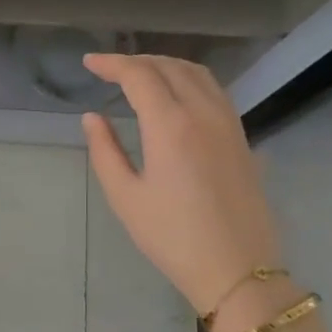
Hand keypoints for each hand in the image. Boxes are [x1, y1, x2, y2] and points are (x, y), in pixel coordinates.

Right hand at [81, 54, 283, 318]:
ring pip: (197, 73)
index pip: (139, 75)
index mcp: (170, 125)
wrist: (238, 270)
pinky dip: (189, 79)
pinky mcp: (242, 138)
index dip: (111, 64)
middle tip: (108, 69)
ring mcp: (228, 124)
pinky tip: (176, 95)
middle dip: (136, 61)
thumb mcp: (125, 197)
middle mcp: (203, 113)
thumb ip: (105, 151)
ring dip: (165, 65)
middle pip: (169, 67)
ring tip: (140, 74)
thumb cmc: (172, 237)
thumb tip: (92, 117)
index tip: (89, 64)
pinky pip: (214, 91)